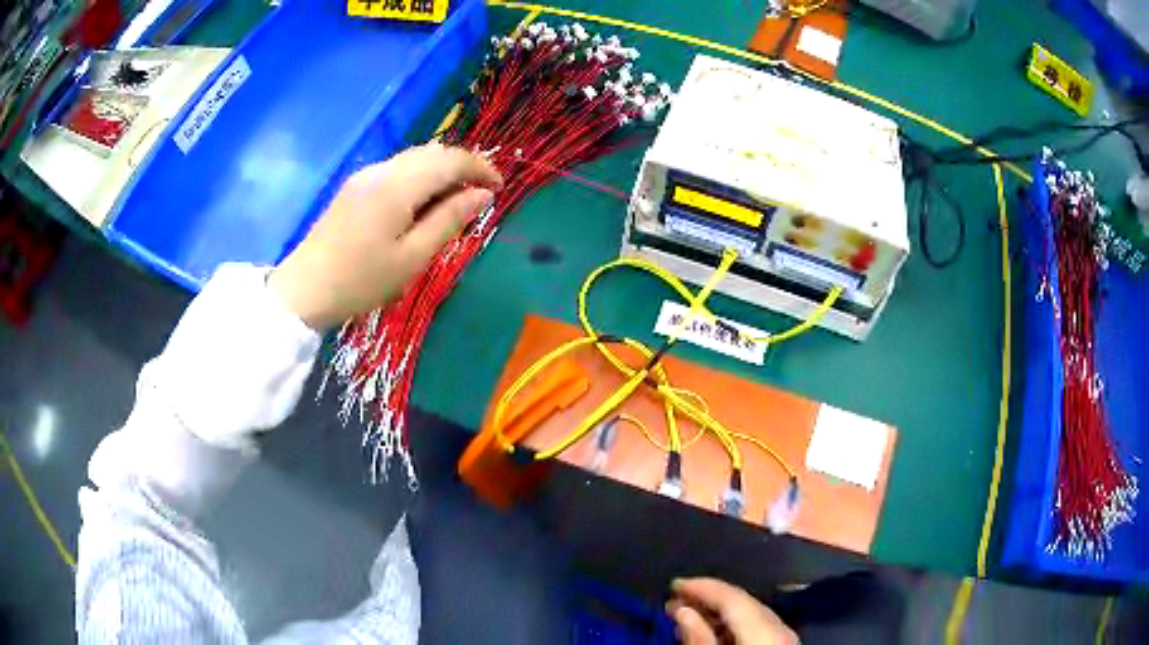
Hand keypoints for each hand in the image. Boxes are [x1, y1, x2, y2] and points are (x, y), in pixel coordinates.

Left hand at [269, 144, 502, 329]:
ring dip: (441, 171)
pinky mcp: (355, 186)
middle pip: (433, 152)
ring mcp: (365, 175)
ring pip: (415, 158)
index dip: (480, 168)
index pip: (450, 160)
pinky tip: (422, 203)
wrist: (304, 289)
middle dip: (463, 166)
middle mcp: (382, 170)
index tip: (500, 189)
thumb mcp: (412, 257)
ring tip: (455, 201)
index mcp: (398, 186)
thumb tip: (482, 195)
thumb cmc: (361, 281)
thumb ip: (449, 220)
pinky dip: (420, 177)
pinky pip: (398, 169)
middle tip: (480, 195)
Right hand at [667, 578, 797, 644]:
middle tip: (675, 601)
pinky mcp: (783, 644)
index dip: (701, 585)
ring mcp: (785, 636)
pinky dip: (734, 625)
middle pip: (743, 603)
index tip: (674, 583)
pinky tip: (715, 632)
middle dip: (708, 599)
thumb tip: (683, 610)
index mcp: (765, 626)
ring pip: (751, 616)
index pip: (732, 595)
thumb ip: (700, 637)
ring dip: (719, 614)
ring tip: (689, 617)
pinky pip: (757, 628)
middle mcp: (779, 625)